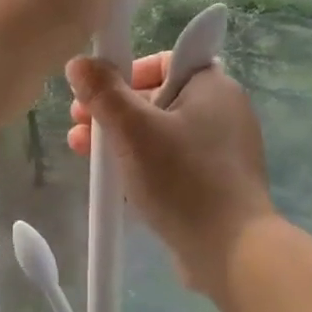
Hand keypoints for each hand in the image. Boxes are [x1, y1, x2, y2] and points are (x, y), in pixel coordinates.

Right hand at [65, 52, 278, 300]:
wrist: (232, 252)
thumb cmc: (183, 180)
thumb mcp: (134, 131)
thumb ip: (104, 93)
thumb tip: (79, 63)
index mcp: (213, 87)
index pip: (167, 59)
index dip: (128, 70)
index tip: (100, 90)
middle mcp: (223, 112)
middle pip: (157, 97)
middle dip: (113, 109)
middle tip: (79, 123)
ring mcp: (221, 150)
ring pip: (161, 133)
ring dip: (121, 139)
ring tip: (84, 154)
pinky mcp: (215, 183)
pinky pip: (172, 162)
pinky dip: (143, 164)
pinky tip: (115, 181)